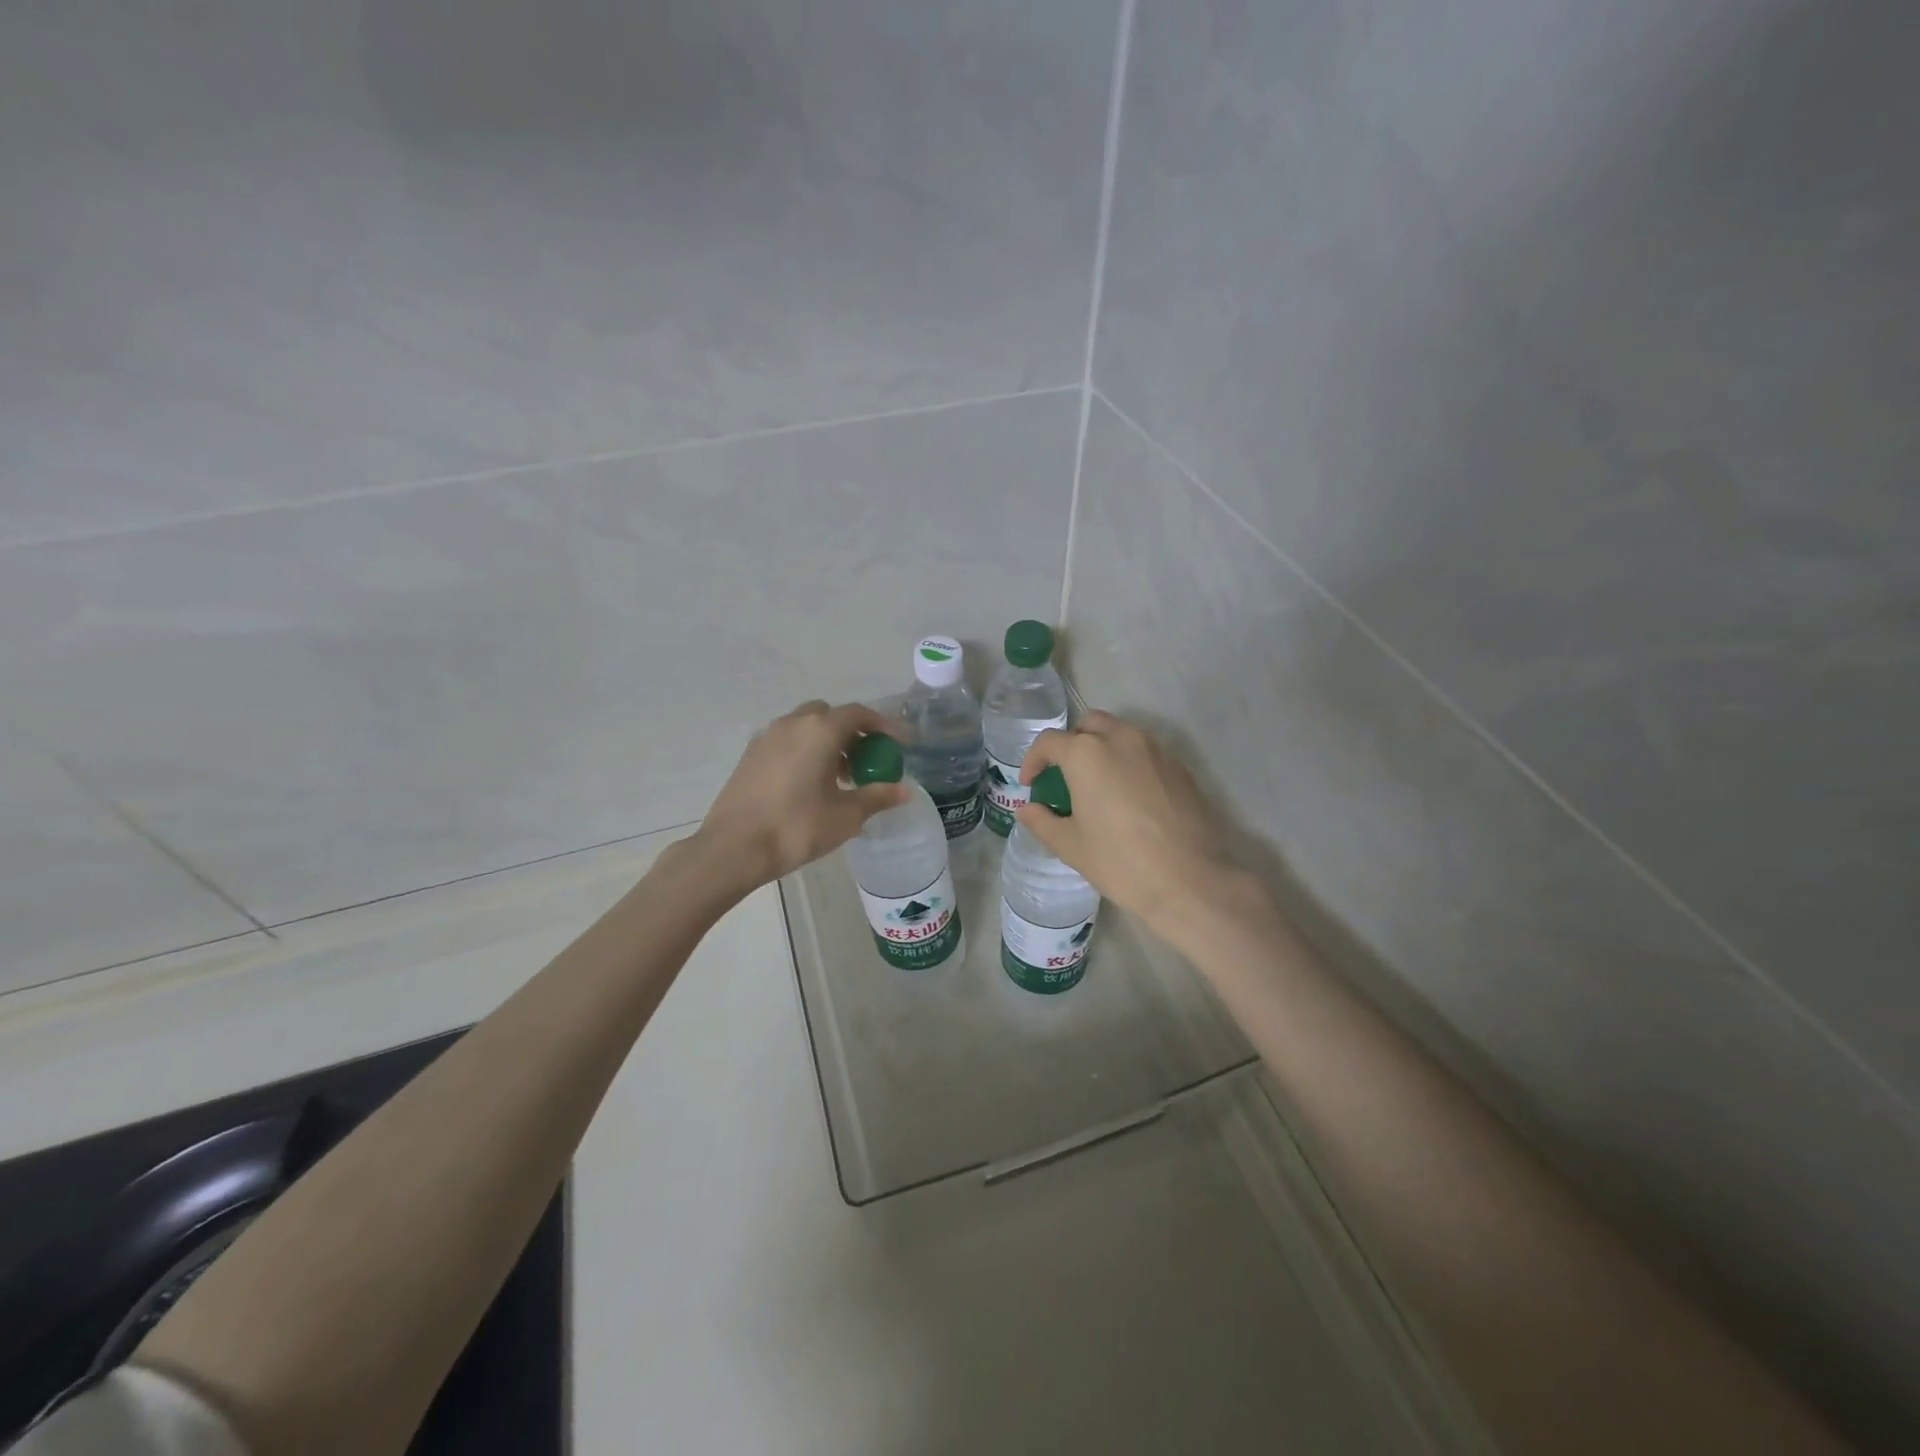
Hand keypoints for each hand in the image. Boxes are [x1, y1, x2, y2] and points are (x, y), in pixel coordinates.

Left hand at [689, 700, 909, 892]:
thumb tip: (903, 791)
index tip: (898, 744)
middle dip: (852, 732)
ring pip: (806, 727)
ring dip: (827, 742)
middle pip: (830, 715)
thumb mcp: (846, 816)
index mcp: (820, 730)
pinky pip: (787, 741)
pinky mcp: (750, 755)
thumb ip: (877, 797)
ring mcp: (767, 737)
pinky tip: (809, 784)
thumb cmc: (797, 827)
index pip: (859, 714)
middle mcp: (793, 724)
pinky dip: (805, 751)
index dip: (883, 725)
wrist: (734, 848)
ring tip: (839, 776)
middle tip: (866, 760)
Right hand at [1014, 710, 1243, 939]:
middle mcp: (1121, 739)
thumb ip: (1043, 822)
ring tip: (1097, 785)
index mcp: (1087, 754)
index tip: (1031, 785)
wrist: (1191, 881)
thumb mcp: (1071, 846)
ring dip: (1102, 749)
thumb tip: (1028, 810)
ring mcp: (1155, 750)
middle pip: (1088, 725)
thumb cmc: (1121, 862)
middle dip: (1071, 744)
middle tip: (1065, 776)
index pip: (1049, 742)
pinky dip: (1129, 763)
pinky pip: (1145, 752)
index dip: (1033, 761)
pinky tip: (1129, 798)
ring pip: (1120, 733)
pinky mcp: (1179, 767)